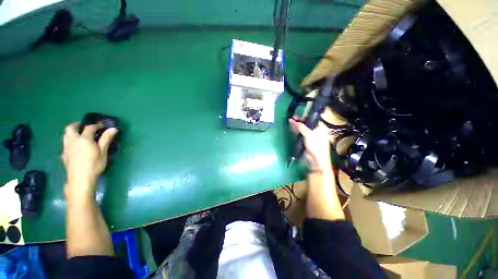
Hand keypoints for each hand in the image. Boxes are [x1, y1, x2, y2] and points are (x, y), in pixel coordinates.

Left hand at [61, 123, 117, 197]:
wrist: (80, 179)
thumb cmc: (94, 165)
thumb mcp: (103, 152)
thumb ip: (106, 139)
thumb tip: (113, 129)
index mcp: (84, 139)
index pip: (89, 128)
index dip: (96, 125)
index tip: (102, 126)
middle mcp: (73, 141)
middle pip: (70, 128)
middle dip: (77, 125)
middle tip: (83, 126)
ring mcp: (66, 148)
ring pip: (65, 135)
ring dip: (72, 132)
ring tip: (79, 135)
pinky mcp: (64, 155)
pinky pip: (65, 144)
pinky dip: (70, 141)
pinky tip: (75, 147)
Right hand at [289, 117, 331, 171]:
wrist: (315, 159)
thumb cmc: (316, 146)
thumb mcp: (309, 135)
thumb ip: (302, 127)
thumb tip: (295, 121)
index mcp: (320, 128)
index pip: (313, 120)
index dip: (306, 116)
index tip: (299, 115)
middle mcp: (315, 131)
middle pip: (307, 124)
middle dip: (299, 121)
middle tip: (292, 117)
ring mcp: (310, 136)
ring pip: (302, 128)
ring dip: (296, 125)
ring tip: (290, 120)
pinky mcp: (305, 140)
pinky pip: (300, 133)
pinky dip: (296, 130)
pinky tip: (292, 127)